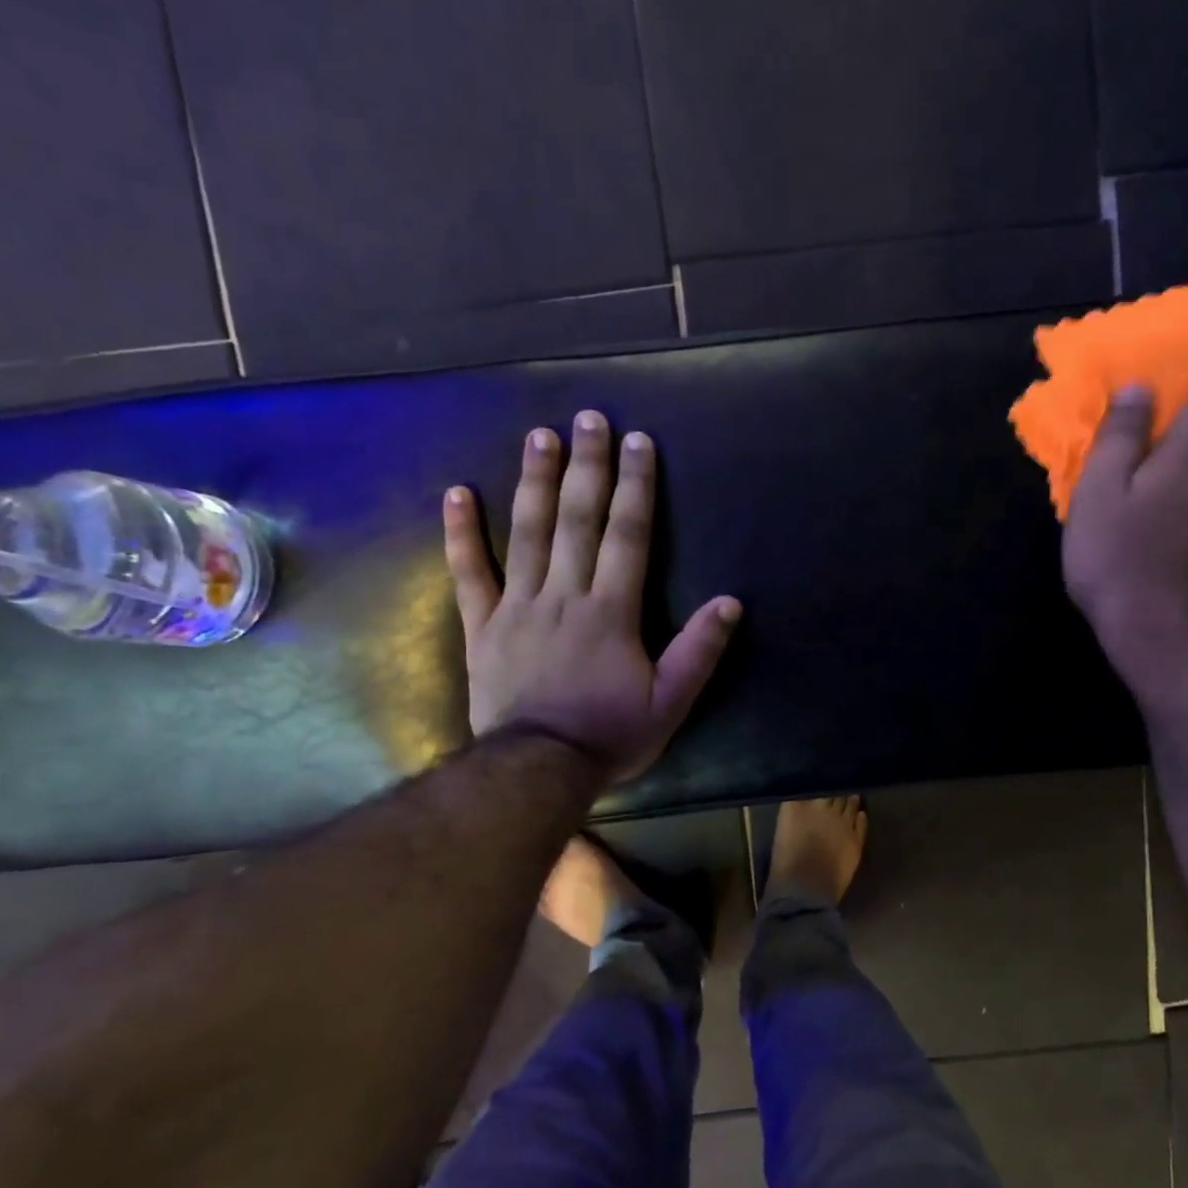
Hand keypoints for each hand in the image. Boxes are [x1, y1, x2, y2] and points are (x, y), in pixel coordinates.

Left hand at [445, 410, 741, 785]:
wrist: (538, 769)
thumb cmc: (610, 736)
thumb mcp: (670, 703)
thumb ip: (699, 651)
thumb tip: (731, 603)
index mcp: (611, 612)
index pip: (627, 536)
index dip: (635, 487)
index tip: (639, 443)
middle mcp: (563, 596)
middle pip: (576, 520)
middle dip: (587, 466)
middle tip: (589, 418)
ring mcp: (517, 607)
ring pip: (526, 534)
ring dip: (534, 482)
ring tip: (539, 436)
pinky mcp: (482, 626)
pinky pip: (468, 574)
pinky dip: (461, 533)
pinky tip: (457, 492)